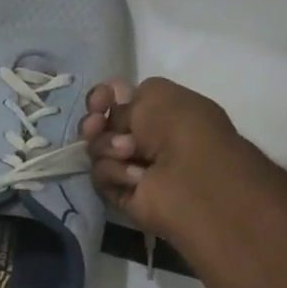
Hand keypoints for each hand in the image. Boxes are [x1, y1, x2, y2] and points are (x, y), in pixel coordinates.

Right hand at [81, 77, 249, 242]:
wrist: (191, 178)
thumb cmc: (182, 129)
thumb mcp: (156, 93)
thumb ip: (128, 95)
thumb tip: (111, 108)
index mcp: (161, 112)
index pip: (118, 100)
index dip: (104, 97)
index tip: (101, 98)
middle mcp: (146, 138)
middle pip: (101, 125)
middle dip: (95, 121)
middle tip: (96, 123)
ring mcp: (132, 167)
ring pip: (96, 150)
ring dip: (107, 146)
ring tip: (128, 152)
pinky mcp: (123, 194)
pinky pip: (101, 176)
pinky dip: (115, 172)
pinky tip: (137, 177)